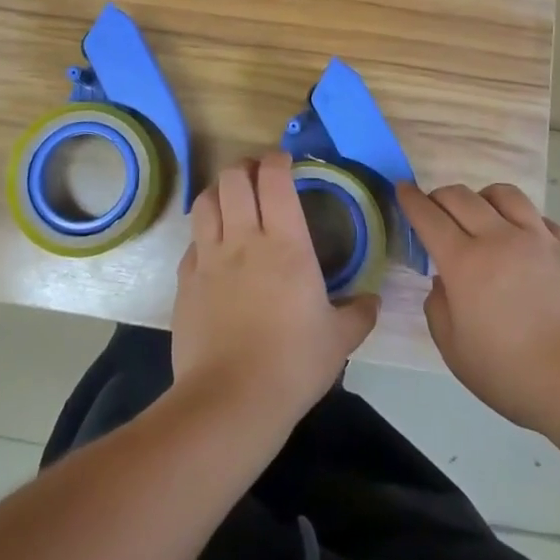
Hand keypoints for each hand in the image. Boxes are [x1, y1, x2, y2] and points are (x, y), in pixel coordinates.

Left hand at [171, 152, 380, 437]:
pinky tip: (213, 249)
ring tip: (231, 200)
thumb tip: (373, 300)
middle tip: (258, 176)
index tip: (285, 161)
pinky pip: (192, 241)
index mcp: (285, 243)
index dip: (277, 160)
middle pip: (233, 178)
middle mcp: (243, 238)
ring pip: (205, 201)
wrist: (230, 399)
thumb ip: (359, 314)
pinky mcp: (186, 280)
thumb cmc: (293, 363)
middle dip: (245, 167)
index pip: (274, 178)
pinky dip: (203, 233)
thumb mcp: (339, 340)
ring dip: (219, 191)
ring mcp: (209, 257)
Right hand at [400, 181, 559, 435]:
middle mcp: (499, 239)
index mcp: (465, 263)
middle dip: (440, 196)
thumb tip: (443, 283)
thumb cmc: (518, 376)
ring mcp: (540, 239)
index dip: (411, 199)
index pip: (428, 216)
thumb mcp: (458, 355)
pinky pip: (540, 218)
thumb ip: (440, 311)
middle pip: (461, 196)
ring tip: (483, 215)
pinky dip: (523, 221)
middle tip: (436, 209)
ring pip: (504, 194)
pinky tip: (526, 242)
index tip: (403, 189)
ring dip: (483, 198)